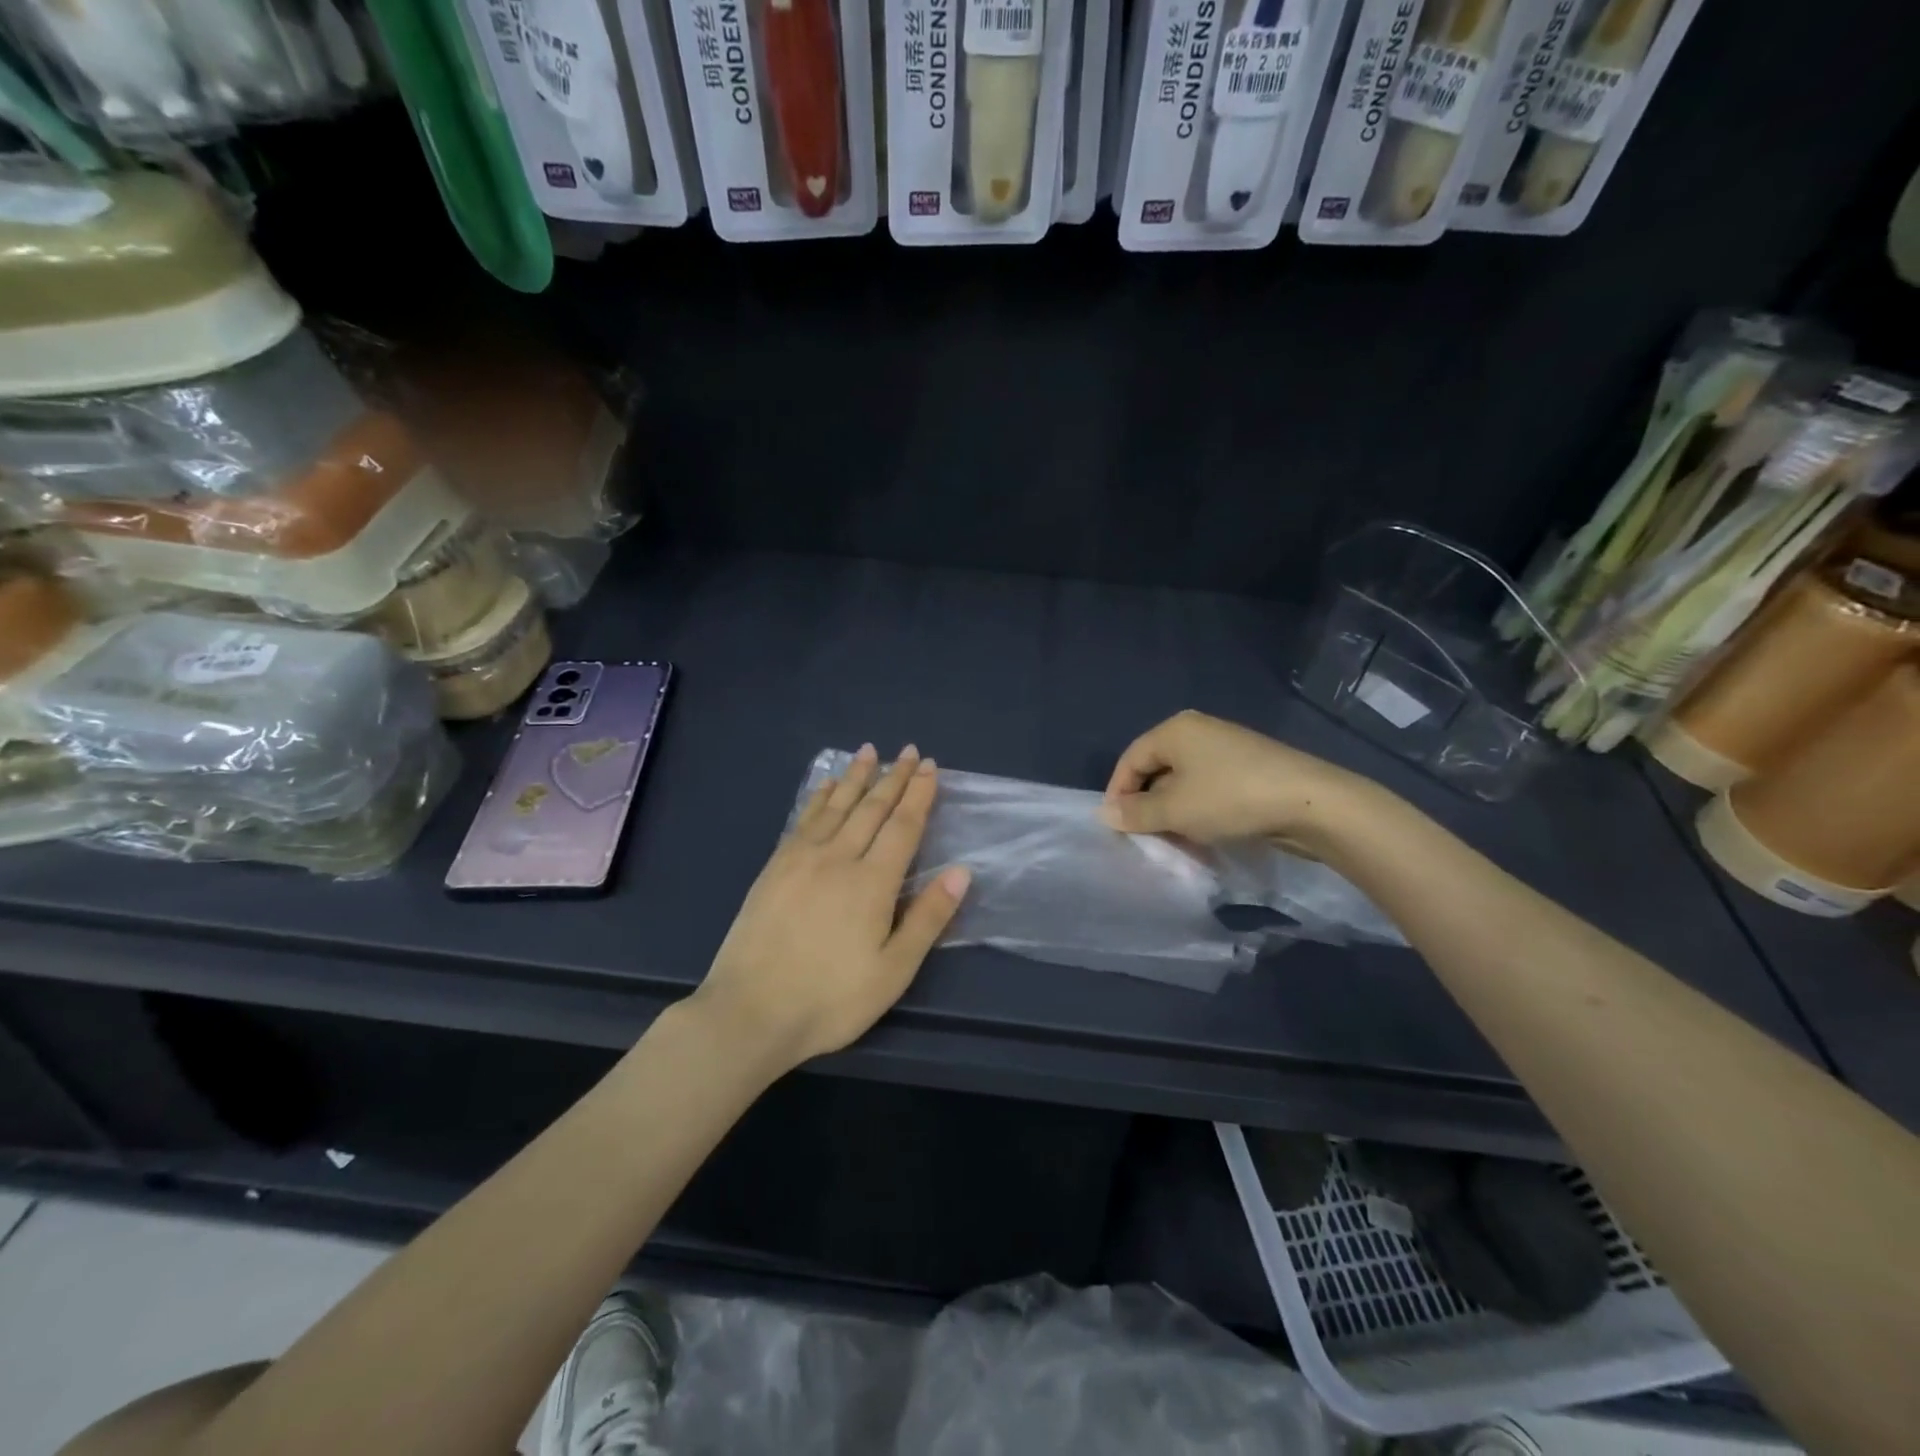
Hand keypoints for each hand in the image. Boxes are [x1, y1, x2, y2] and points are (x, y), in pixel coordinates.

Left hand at [694, 745, 969, 1070]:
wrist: (749, 1012)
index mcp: (872, 882)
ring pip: (836, 805)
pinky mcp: (774, 867)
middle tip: (909, 751)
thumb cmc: (830, 999)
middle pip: (871, 808)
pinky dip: (820, 796)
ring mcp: (801, 859)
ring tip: (870, 751)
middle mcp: (838, 857)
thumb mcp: (893, 970)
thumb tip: (962, 871)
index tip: (930, 767)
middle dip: (894, 777)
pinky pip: (804, 819)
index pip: (903, 826)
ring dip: (856, 776)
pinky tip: (826, 786)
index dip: (919, 794)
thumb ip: (928, 918)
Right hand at [1101, 710, 1380, 854]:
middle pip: (1156, 769)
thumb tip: (1104, 813)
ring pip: (1183, 782)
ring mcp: (1226, 749)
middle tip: (1145, 838)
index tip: (1116, 828)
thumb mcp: (1175, 810)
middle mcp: (1198, 731)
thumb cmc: (1230, 799)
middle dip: (1147, 806)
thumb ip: (1135, 813)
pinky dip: (1199, 811)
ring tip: (1175, 842)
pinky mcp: (1248, 769)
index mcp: (1175, 730)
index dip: (1117, 793)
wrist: (1311, 803)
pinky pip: (1208, 788)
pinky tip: (1205, 835)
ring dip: (1173, 813)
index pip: (1130, 760)